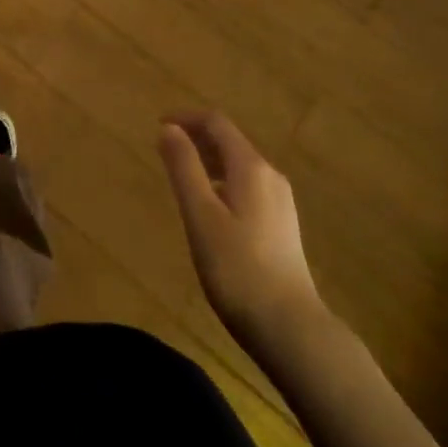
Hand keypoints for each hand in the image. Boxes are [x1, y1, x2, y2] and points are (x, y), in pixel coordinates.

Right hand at [159, 113, 324, 352]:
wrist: (291, 328)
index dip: (186, 118)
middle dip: (196, 138)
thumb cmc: (237, 269)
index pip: (216, 123)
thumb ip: (184, 168)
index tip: (157, 124)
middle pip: (230, 141)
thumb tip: (169, 128)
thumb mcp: (201, 215)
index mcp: (251, 167)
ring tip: (181, 176)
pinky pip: (247, 186)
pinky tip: (209, 208)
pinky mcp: (282, 225)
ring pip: (239, 165)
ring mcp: (280, 202)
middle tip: (164, 149)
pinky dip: (222, 181)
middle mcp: (270, 176)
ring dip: (208, 160)